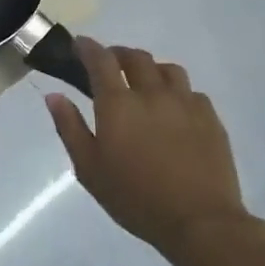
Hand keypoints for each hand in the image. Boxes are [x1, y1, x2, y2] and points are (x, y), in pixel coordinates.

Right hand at [45, 37, 256, 263]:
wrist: (199, 220)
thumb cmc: (134, 197)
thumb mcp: (88, 168)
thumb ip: (70, 127)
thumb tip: (54, 96)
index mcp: (118, 105)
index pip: (100, 61)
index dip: (87, 48)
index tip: (78, 44)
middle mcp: (152, 94)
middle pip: (136, 58)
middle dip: (118, 54)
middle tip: (108, 63)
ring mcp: (186, 103)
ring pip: (167, 69)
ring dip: (149, 68)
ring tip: (142, 82)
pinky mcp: (210, 118)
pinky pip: (191, 91)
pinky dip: (176, 91)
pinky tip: (172, 108)